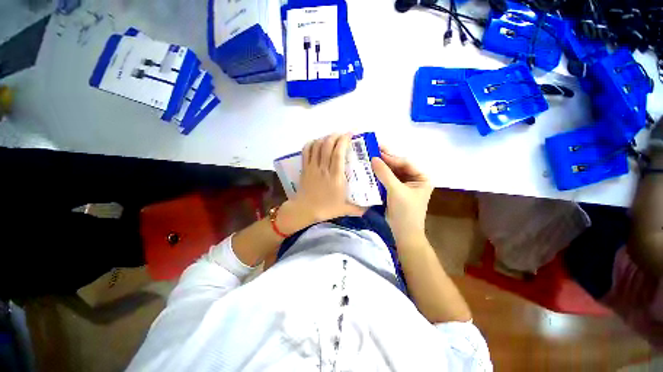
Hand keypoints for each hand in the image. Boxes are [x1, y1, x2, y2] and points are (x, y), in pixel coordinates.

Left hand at [278, 133, 364, 233]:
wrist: (304, 210)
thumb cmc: (325, 209)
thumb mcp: (344, 209)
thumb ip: (358, 209)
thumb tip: (370, 208)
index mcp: (335, 176)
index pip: (339, 153)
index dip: (344, 141)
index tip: (350, 135)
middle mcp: (324, 168)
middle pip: (327, 145)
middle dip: (335, 136)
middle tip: (342, 135)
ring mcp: (312, 167)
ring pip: (317, 146)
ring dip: (325, 138)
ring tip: (332, 137)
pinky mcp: (305, 168)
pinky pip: (306, 151)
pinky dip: (311, 143)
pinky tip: (316, 142)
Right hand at [371, 147, 432, 245]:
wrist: (404, 234)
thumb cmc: (405, 212)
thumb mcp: (396, 191)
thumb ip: (385, 174)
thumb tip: (373, 158)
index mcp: (422, 177)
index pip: (405, 163)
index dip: (391, 157)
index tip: (376, 150)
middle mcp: (414, 179)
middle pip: (398, 167)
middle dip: (385, 161)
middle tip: (371, 152)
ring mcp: (405, 186)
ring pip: (392, 173)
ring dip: (381, 168)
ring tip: (369, 160)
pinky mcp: (396, 191)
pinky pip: (388, 180)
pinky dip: (380, 177)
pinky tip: (371, 172)